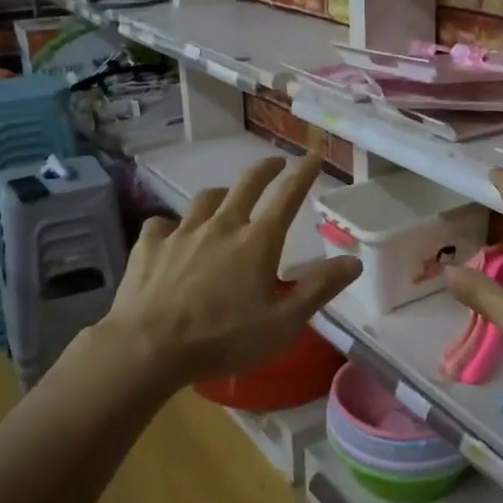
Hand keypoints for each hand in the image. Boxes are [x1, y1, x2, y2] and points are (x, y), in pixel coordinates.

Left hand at [94, 154, 360, 386]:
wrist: (148, 347)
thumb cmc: (223, 338)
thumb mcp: (283, 323)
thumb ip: (319, 289)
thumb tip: (354, 261)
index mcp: (257, 242)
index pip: (288, 196)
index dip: (304, 173)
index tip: (314, 155)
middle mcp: (221, 226)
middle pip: (246, 184)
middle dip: (265, 168)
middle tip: (275, 162)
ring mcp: (182, 232)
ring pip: (205, 199)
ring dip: (221, 194)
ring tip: (226, 199)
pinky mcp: (149, 246)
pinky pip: (162, 224)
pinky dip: (172, 226)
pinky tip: (171, 235)